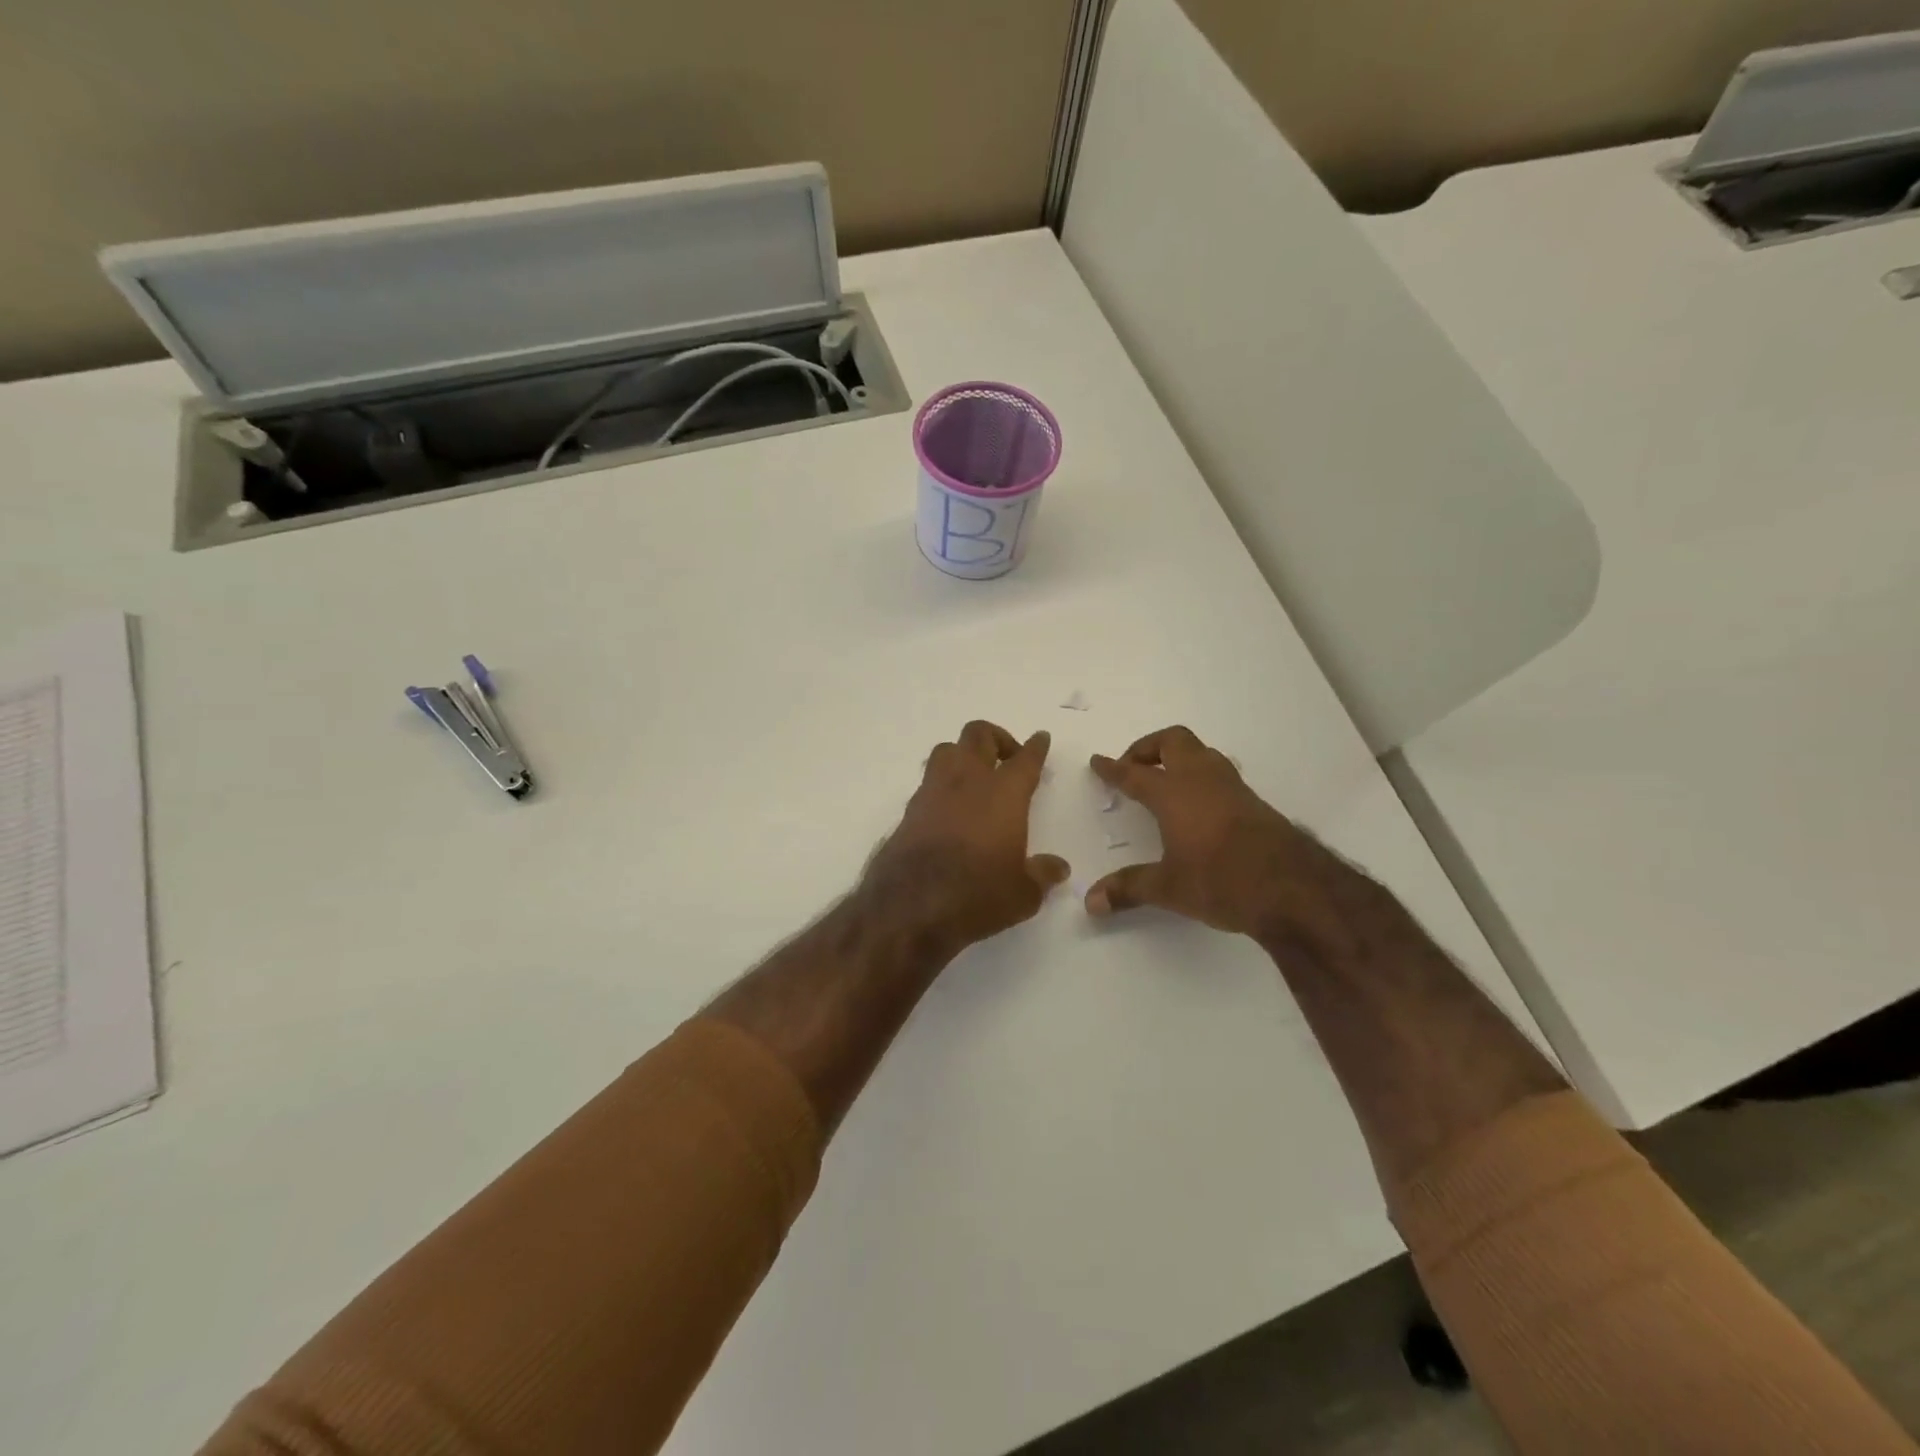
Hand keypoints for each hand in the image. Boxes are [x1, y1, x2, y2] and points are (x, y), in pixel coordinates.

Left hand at [862, 721, 1070, 953]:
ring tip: (976, 778)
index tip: (1040, 738)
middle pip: (979, 735)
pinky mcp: (909, 811)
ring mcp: (932, 792)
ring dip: (964, 755)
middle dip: (997, 738)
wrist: (908, 908)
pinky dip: (943, 785)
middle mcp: (967, 782)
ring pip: (947, 750)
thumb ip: (1042, 874)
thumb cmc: (977, 895)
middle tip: (1008, 759)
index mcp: (1003, 793)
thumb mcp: (1022, 894)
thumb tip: (1058, 868)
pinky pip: (929, 782)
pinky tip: (950, 809)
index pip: (1025, 759)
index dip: (1036, 747)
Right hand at [1086, 726, 1340, 938]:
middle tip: (1133, 767)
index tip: (1098, 762)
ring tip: (1165, 780)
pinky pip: (1219, 772)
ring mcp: (1232, 787)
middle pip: (1173, 741)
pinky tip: (1198, 803)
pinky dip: (1200, 775)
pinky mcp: (1253, 801)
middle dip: (1148, 748)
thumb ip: (1128, 889)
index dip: (1113, 768)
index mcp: (1173, 794)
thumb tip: (1090, 902)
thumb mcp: (1168, 888)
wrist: (1292, 888)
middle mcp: (1201, 780)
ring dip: (1178, 758)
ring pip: (1201, 752)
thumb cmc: (1221, 881)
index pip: (1134, 773)